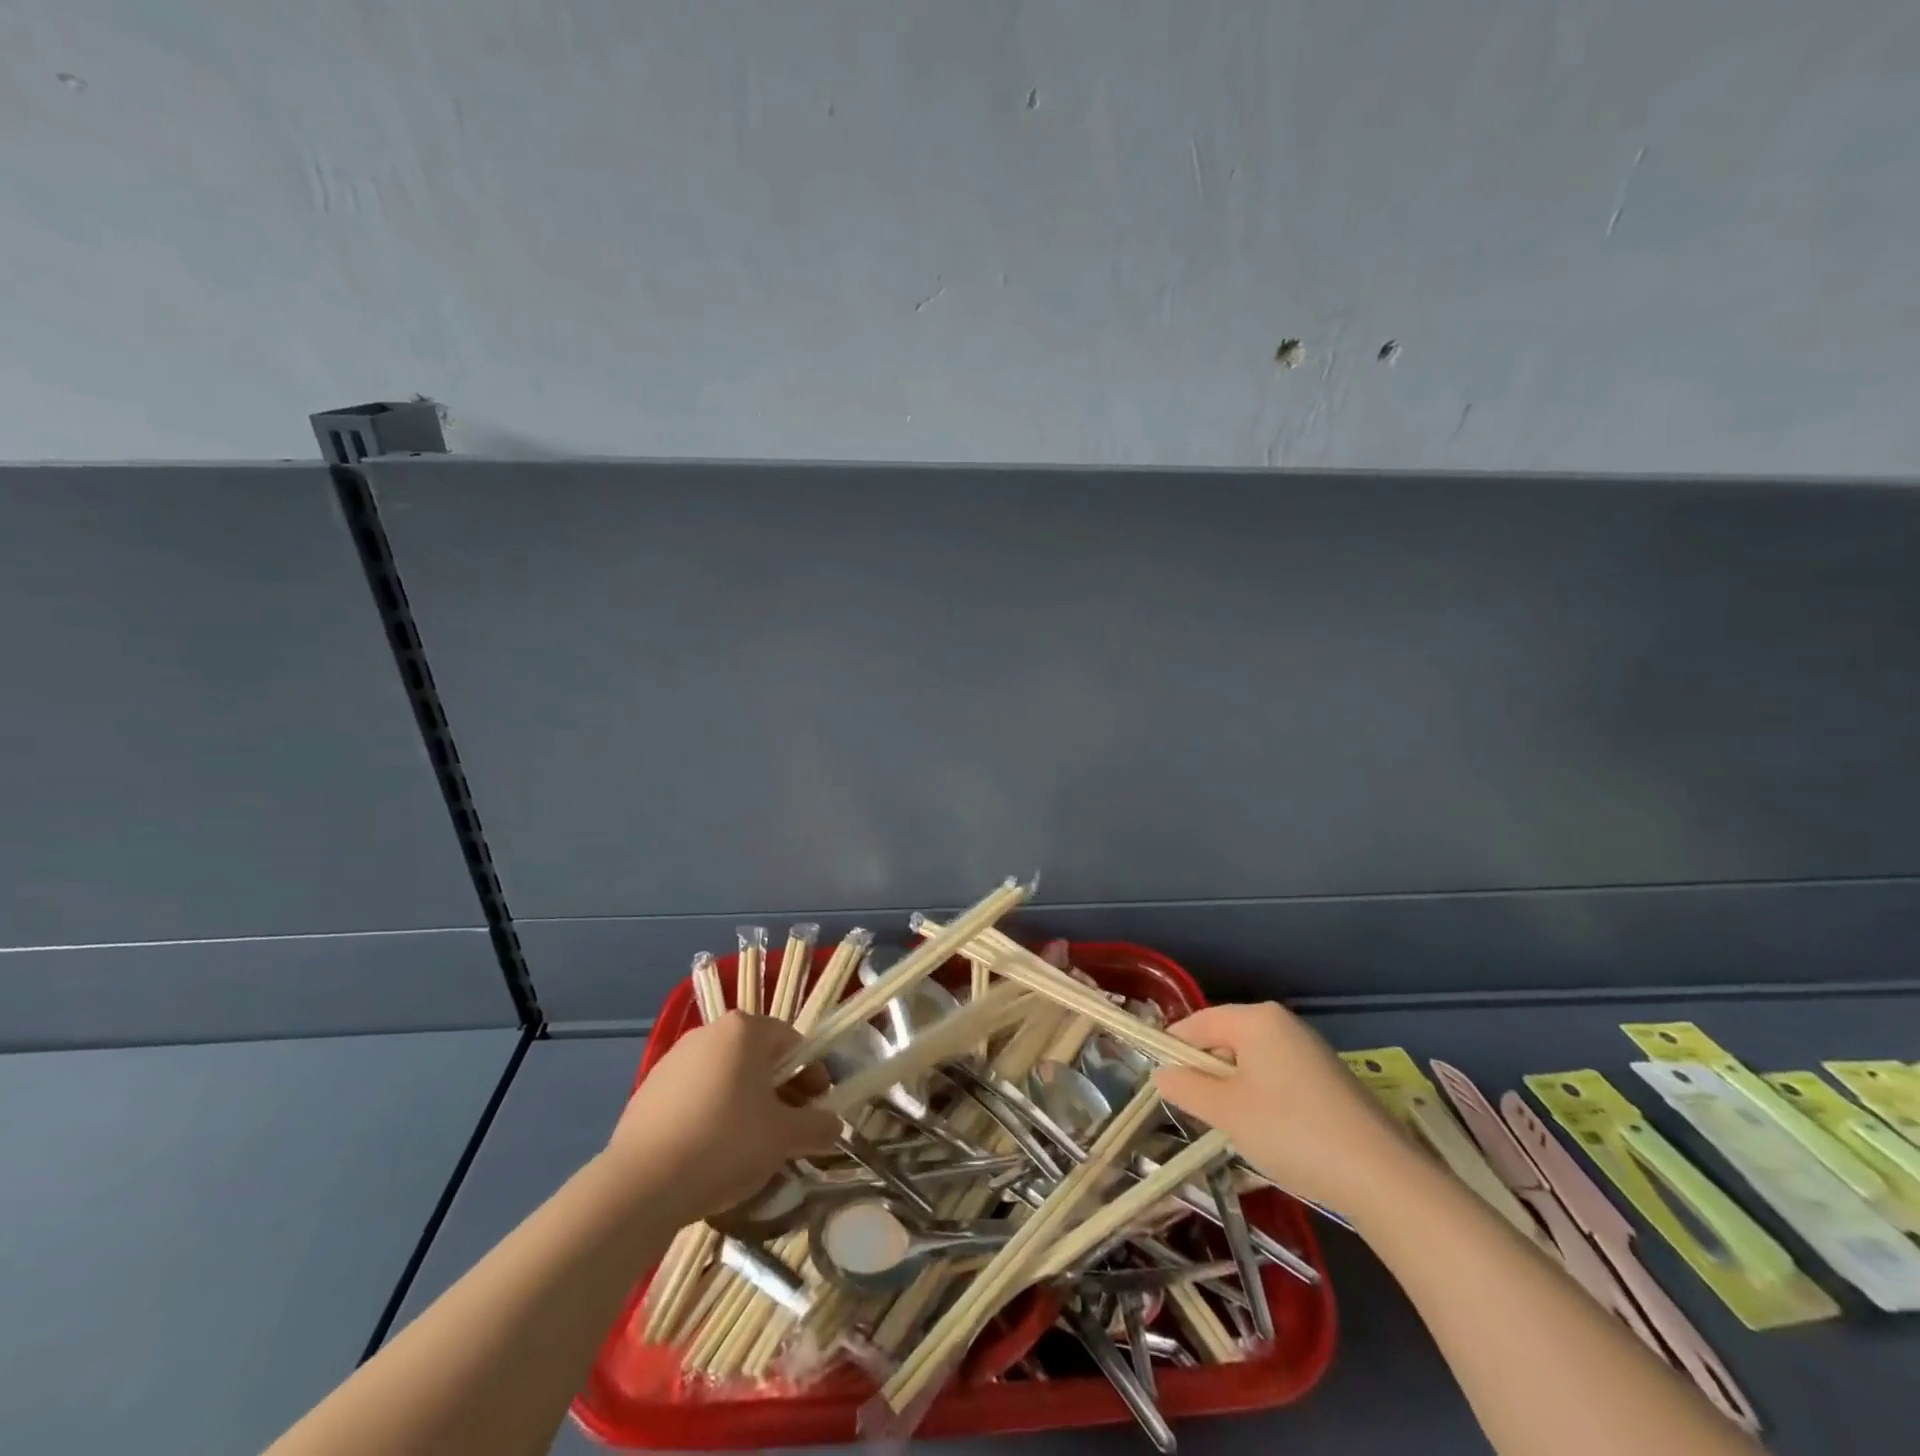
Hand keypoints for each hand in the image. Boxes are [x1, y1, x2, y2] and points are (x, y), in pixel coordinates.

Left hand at [601, 1012, 840, 1220]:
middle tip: (790, 1129)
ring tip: (753, 1147)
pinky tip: (713, 1153)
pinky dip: (712, 1115)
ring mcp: (673, 1060)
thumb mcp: (784, 1138)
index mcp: (744, 1029)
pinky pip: (695, 1096)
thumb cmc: (724, 1144)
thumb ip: (817, 1126)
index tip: (819, 1108)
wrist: (639, 1186)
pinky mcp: (648, 1091)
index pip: (792, 1042)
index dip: (813, 1074)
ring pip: (726, 1076)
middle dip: (780, 1090)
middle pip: (758, 1057)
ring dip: (747, 1103)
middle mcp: (708, 1033)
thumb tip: (834, 1126)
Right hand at [1153, 1002, 1415, 1214]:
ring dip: (1234, 1089)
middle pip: (1225, 1039)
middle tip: (1198, 1112)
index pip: (1196, 1024)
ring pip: (1251, 1061)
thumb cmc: (1291, 1131)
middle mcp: (1283, 1023)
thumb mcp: (1226, 1111)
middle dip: (1206, 1073)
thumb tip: (1162, 1074)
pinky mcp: (1330, 1079)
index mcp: (1256, 1019)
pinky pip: (1278, 1077)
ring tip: (1233, 1128)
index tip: (1162, 1085)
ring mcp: (1310, 1050)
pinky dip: (1263, 1098)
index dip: (1174, 1051)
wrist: (1382, 1177)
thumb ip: (1186, 1087)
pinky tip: (1271, 1133)